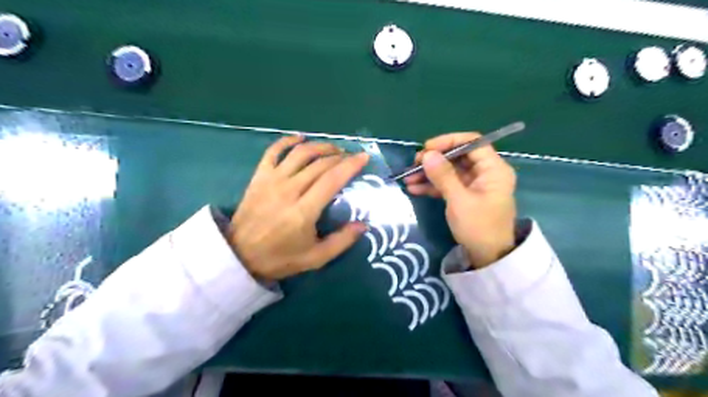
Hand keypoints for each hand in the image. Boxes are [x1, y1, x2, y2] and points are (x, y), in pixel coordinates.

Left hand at [229, 135, 370, 279]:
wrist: (239, 255)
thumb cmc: (280, 258)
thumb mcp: (315, 258)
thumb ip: (341, 241)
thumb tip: (363, 225)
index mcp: (304, 211)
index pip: (332, 180)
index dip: (350, 166)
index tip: (364, 157)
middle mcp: (289, 190)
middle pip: (320, 164)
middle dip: (340, 156)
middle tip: (351, 158)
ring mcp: (272, 180)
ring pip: (300, 153)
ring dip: (320, 147)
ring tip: (333, 149)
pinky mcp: (259, 176)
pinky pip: (273, 151)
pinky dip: (287, 141)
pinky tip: (300, 138)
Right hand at [404, 133, 515, 269]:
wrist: (488, 257)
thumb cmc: (478, 227)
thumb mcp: (459, 200)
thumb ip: (443, 176)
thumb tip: (427, 154)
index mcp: (493, 169)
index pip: (472, 142)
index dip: (448, 141)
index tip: (427, 148)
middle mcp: (486, 172)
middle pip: (458, 156)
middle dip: (434, 160)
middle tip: (413, 164)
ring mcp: (475, 184)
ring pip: (450, 171)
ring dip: (429, 174)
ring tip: (408, 179)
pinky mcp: (466, 195)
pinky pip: (448, 184)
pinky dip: (432, 186)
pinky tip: (414, 189)